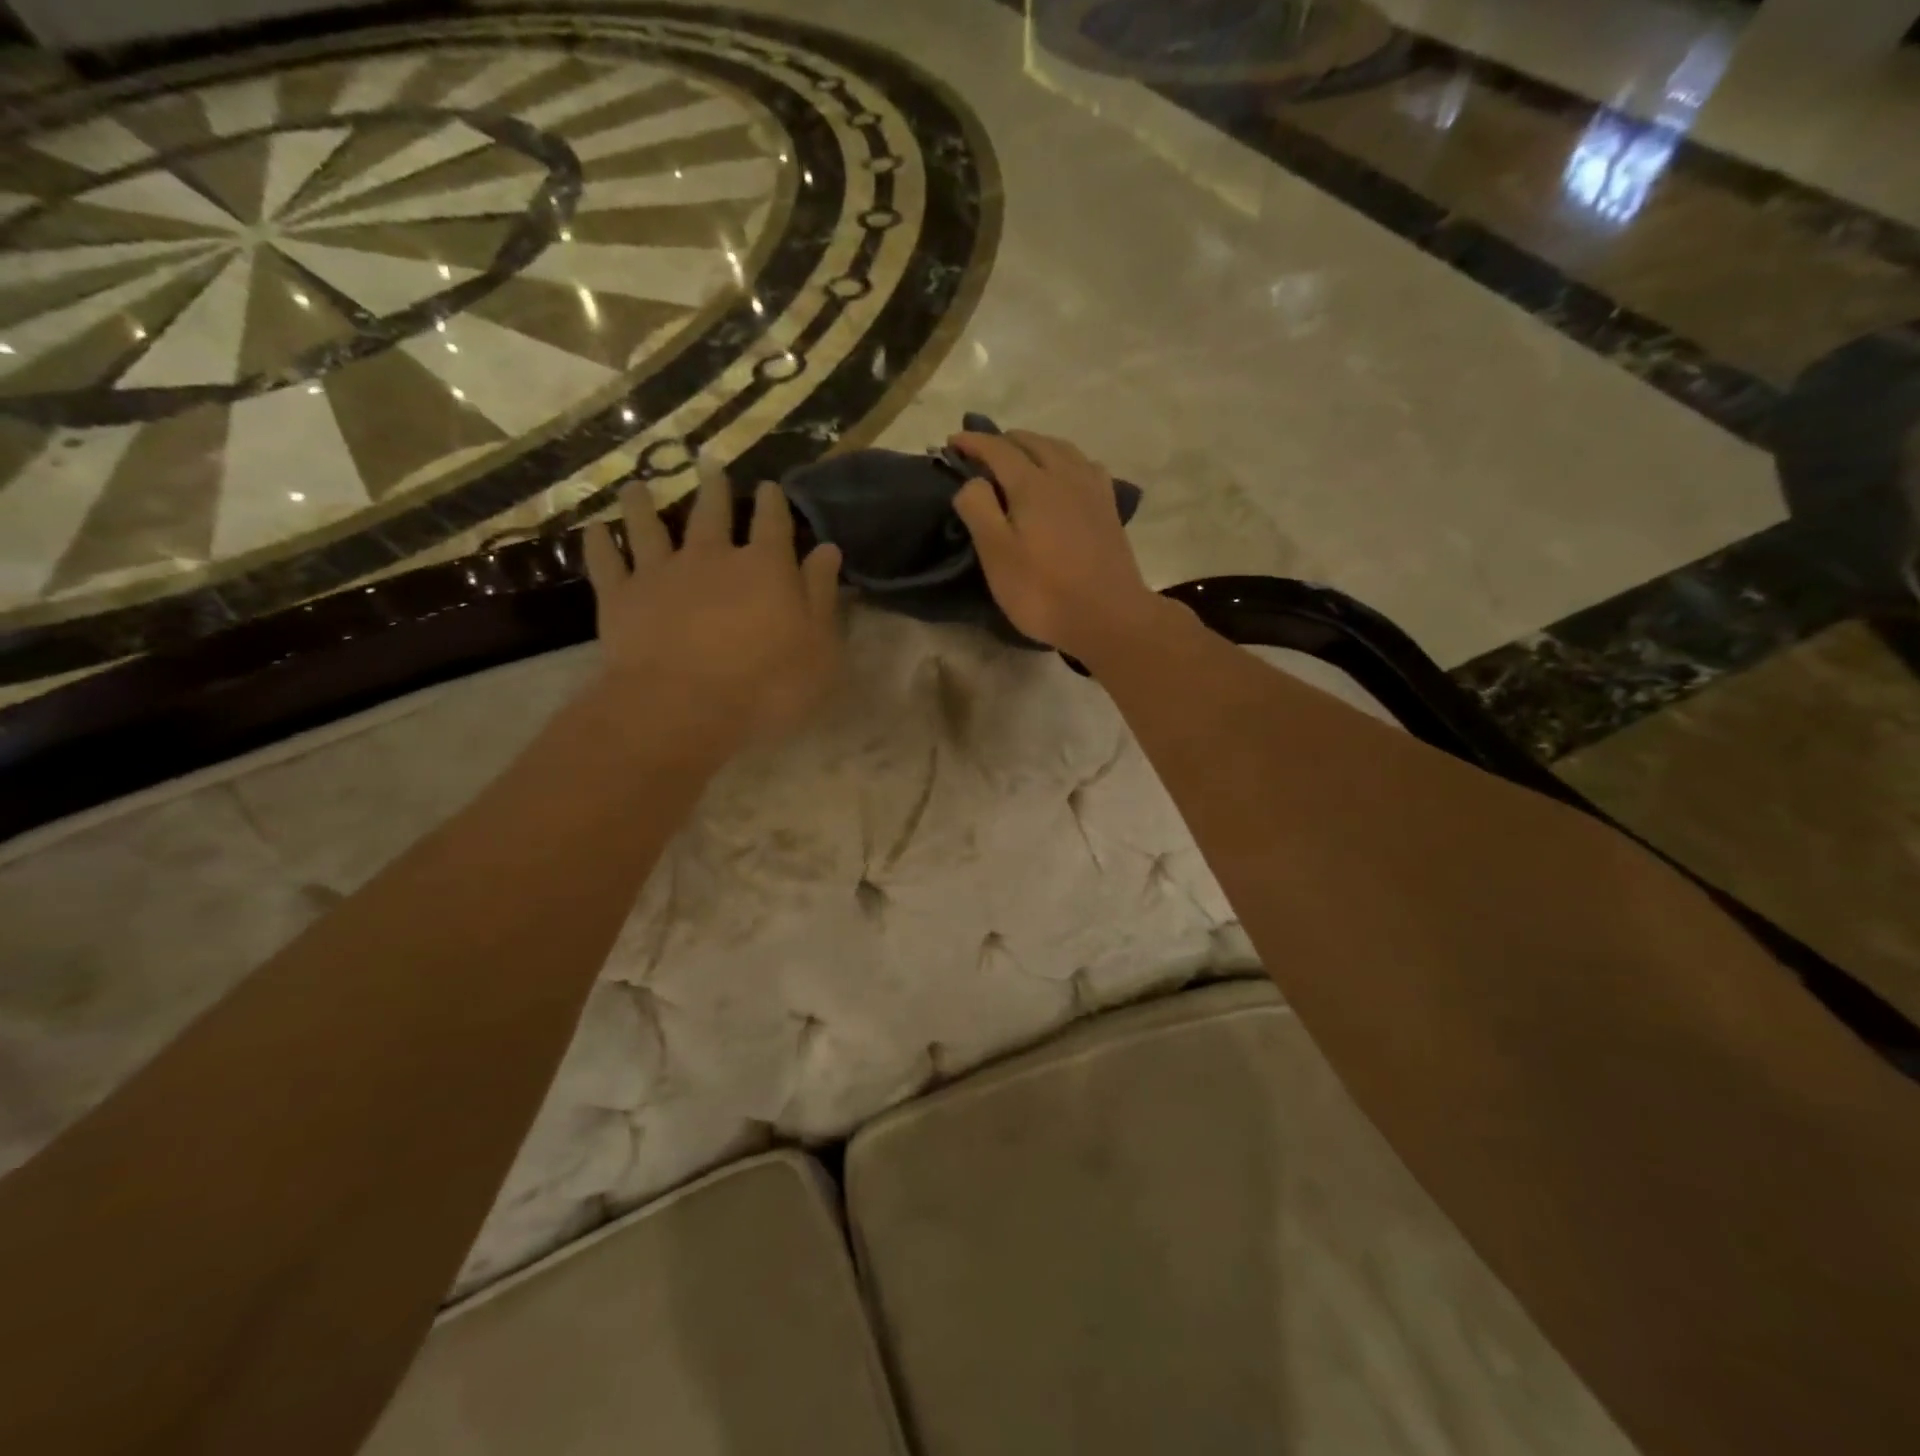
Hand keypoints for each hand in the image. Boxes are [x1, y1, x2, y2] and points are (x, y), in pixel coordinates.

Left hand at [582, 460, 842, 758]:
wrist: (683, 707)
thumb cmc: (767, 684)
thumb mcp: (818, 647)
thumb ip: (821, 595)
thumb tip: (827, 549)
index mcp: (765, 568)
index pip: (772, 524)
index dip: (773, 503)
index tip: (770, 486)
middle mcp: (711, 557)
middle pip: (712, 513)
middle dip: (714, 489)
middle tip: (708, 465)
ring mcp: (661, 573)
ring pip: (649, 527)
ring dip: (643, 505)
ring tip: (637, 486)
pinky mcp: (621, 598)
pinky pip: (606, 562)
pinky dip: (599, 544)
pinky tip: (594, 529)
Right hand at [948, 429, 1165, 662]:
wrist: (1108, 616)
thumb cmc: (1043, 591)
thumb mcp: (996, 554)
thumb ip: (978, 509)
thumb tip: (972, 480)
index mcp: (1033, 483)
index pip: (998, 449)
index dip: (972, 442)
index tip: (951, 442)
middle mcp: (1065, 475)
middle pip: (1032, 442)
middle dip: (1003, 441)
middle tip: (982, 453)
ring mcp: (1092, 489)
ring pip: (1061, 449)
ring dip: (1035, 446)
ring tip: (1020, 457)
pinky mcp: (1108, 508)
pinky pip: (1085, 466)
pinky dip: (1065, 460)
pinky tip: (1065, 475)